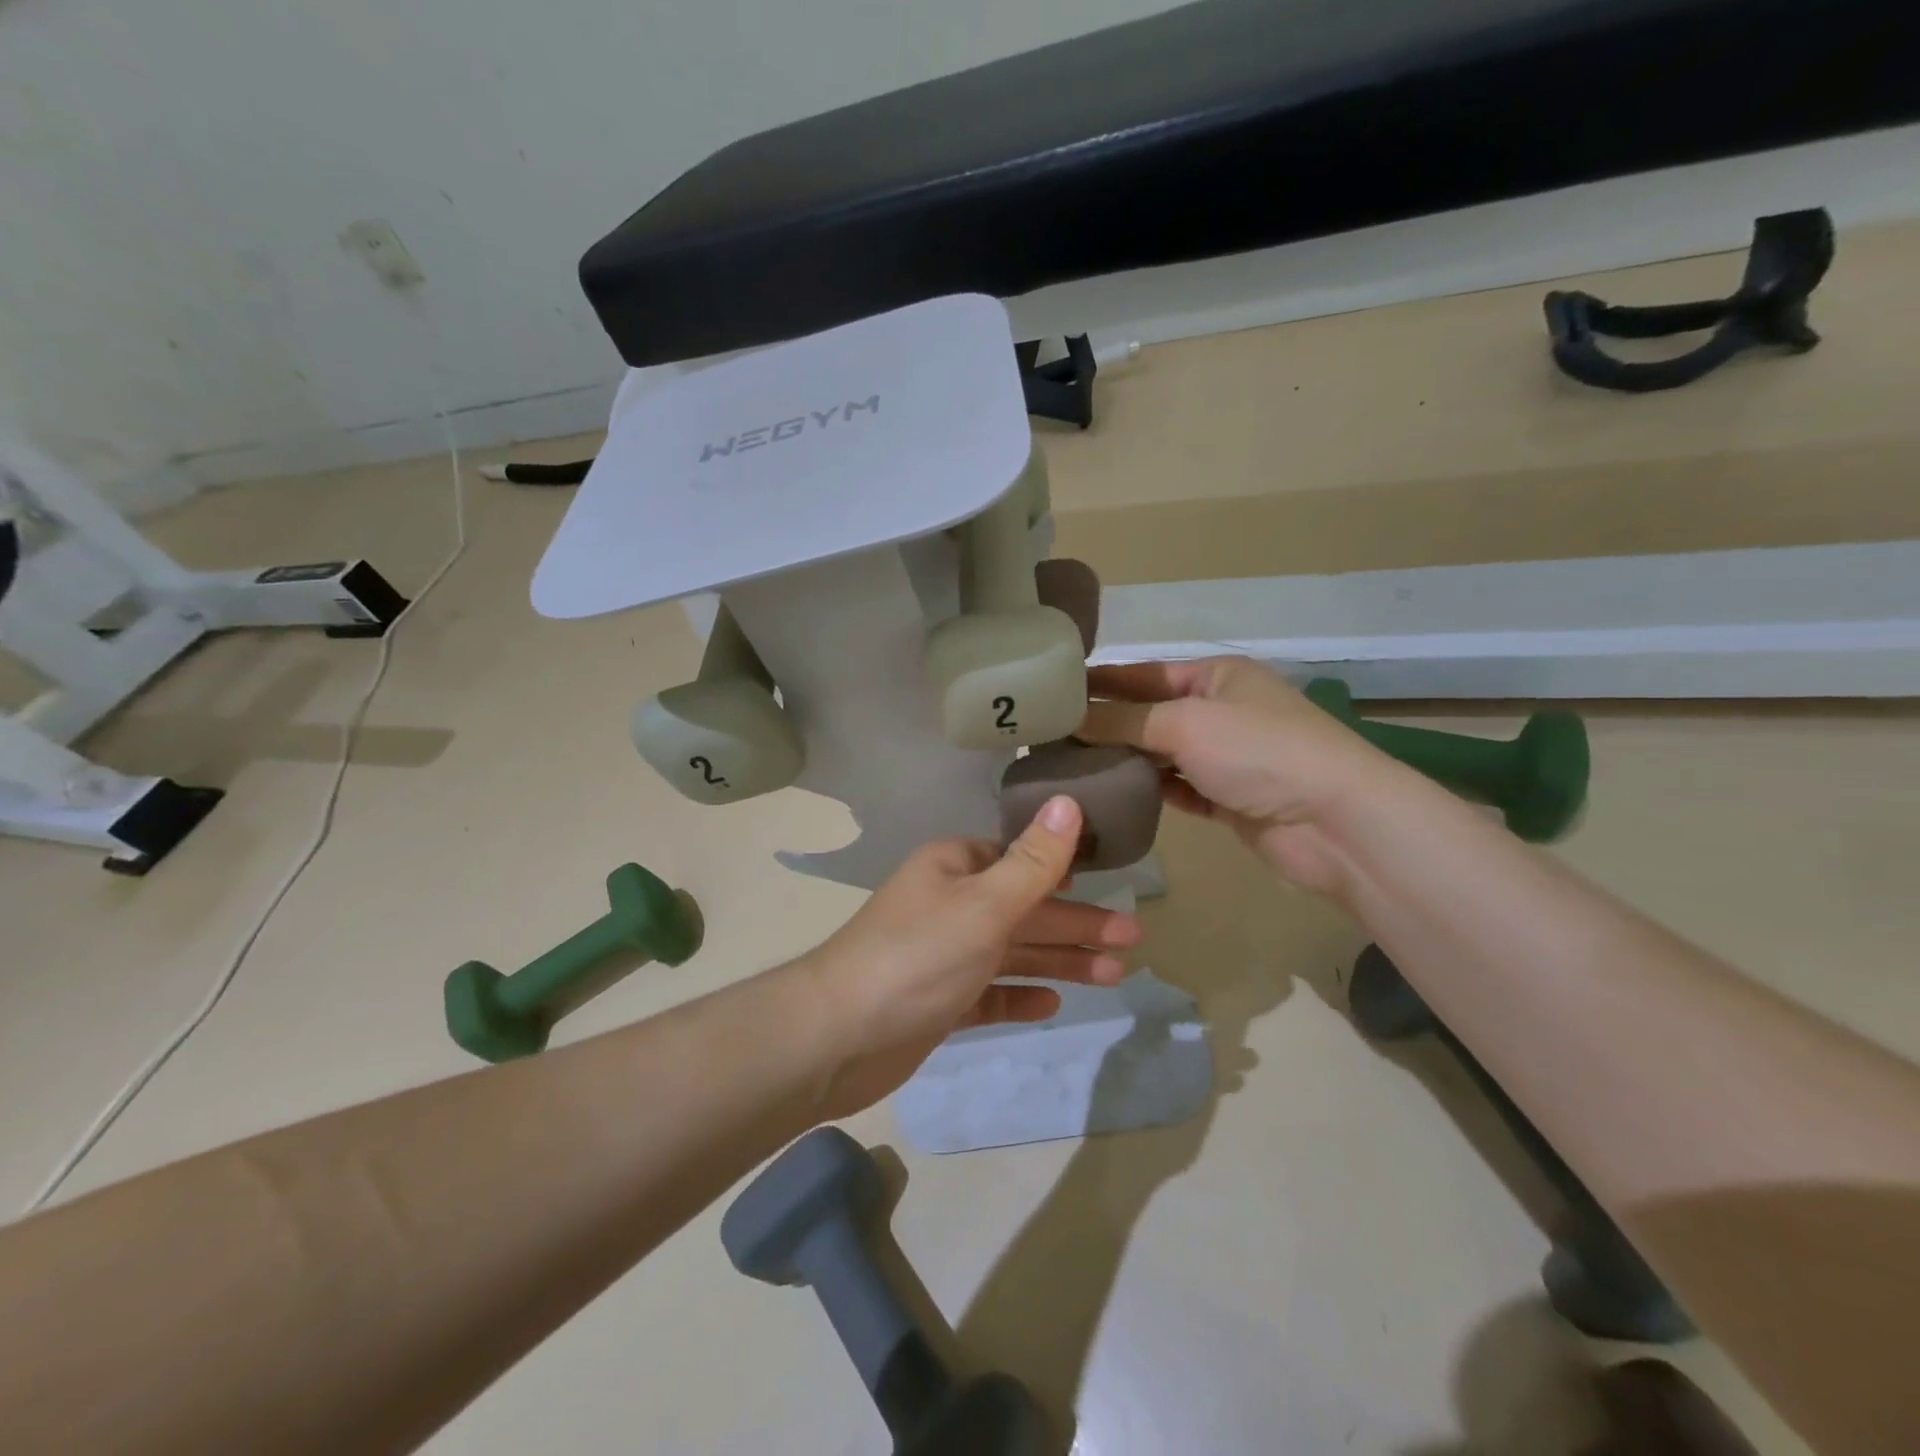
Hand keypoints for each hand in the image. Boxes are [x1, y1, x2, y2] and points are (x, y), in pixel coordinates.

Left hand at [800, 796, 1140, 1117]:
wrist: (838, 1037)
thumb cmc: (918, 957)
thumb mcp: (984, 904)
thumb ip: (1033, 861)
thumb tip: (1069, 802)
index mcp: (955, 868)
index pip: (1018, 860)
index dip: (1064, 870)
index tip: (1110, 882)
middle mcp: (949, 904)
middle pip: (1024, 909)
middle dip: (1076, 923)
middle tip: (1132, 939)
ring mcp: (943, 956)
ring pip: (1012, 953)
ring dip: (1060, 961)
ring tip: (1114, 975)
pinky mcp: (938, 1002)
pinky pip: (989, 993)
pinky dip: (1019, 995)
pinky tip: (1051, 1004)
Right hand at [1078, 657, 1395, 894]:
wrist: (1335, 823)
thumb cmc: (1260, 751)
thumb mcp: (1185, 723)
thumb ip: (1123, 721)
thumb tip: (1069, 718)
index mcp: (1216, 675)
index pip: (1143, 674)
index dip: (1099, 683)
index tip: (1052, 695)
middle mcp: (1220, 711)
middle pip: (1149, 715)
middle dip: (1105, 726)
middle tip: (1049, 739)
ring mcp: (1225, 757)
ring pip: (1160, 755)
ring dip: (1123, 761)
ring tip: (1068, 768)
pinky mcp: (1227, 799)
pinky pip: (1176, 790)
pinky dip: (1148, 792)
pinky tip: (1110, 796)